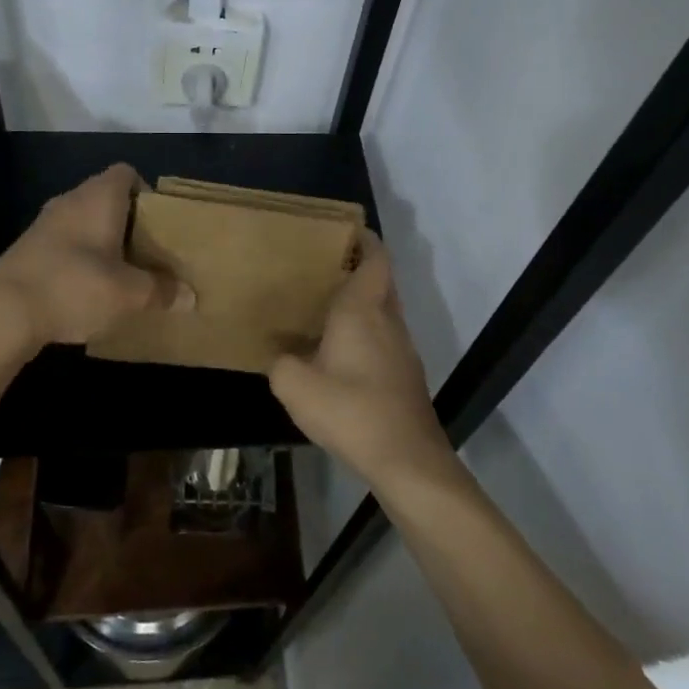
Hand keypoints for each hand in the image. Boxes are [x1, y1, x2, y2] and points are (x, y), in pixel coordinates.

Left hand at [0, 163, 186, 348]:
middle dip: (129, 223)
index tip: (159, 223)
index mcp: (99, 197)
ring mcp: (44, 224)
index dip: (146, 192)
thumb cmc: (75, 287)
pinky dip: (80, 258)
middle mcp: (71, 200)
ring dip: (103, 242)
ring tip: (122, 273)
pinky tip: (88, 289)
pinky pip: (64, 243)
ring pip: (84, 222)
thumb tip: (190, 297)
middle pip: (106, 198)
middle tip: (148, 252)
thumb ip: (162, 291)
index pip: (127, 173)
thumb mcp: (130, 294)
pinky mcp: (28, 249)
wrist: (4, 312)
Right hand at [269, 232, 453, 491]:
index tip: (341, 231)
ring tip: (325, 307)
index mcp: (363, 309)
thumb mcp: (296, 387)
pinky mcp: (406, 372)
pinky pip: (385, 335)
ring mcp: (403, 346)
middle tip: (321, 268)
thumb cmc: (350, 411)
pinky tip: (340, 352)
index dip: (364, 238)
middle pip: (381, 279)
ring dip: (362, 301)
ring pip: (384, 308)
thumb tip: (281, 357)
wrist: (406, 458)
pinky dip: (367, 330)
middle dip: (357, 267)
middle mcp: (388, 319)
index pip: (375, 257)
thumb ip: (281, 364)